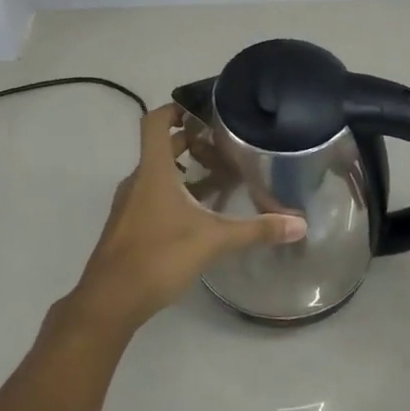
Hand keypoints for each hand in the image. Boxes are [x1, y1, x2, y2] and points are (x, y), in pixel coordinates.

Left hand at [67, 104, 305, 333]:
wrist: (109, 301)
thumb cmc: (158, 257)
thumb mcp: (213, 241)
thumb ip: (256, 230)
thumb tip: (300, 224)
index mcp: (153, 171)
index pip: (156, 121)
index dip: (177, 108)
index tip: (205, 111)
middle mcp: (138, 180)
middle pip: (162, 146)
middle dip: (192, 142)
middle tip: (226, 147)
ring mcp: (130, 204)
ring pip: (159, 173)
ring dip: (186, 170)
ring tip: (220, 179)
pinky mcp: (130, 226)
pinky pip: (154, 196)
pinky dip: (176, 194)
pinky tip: (201, 214)